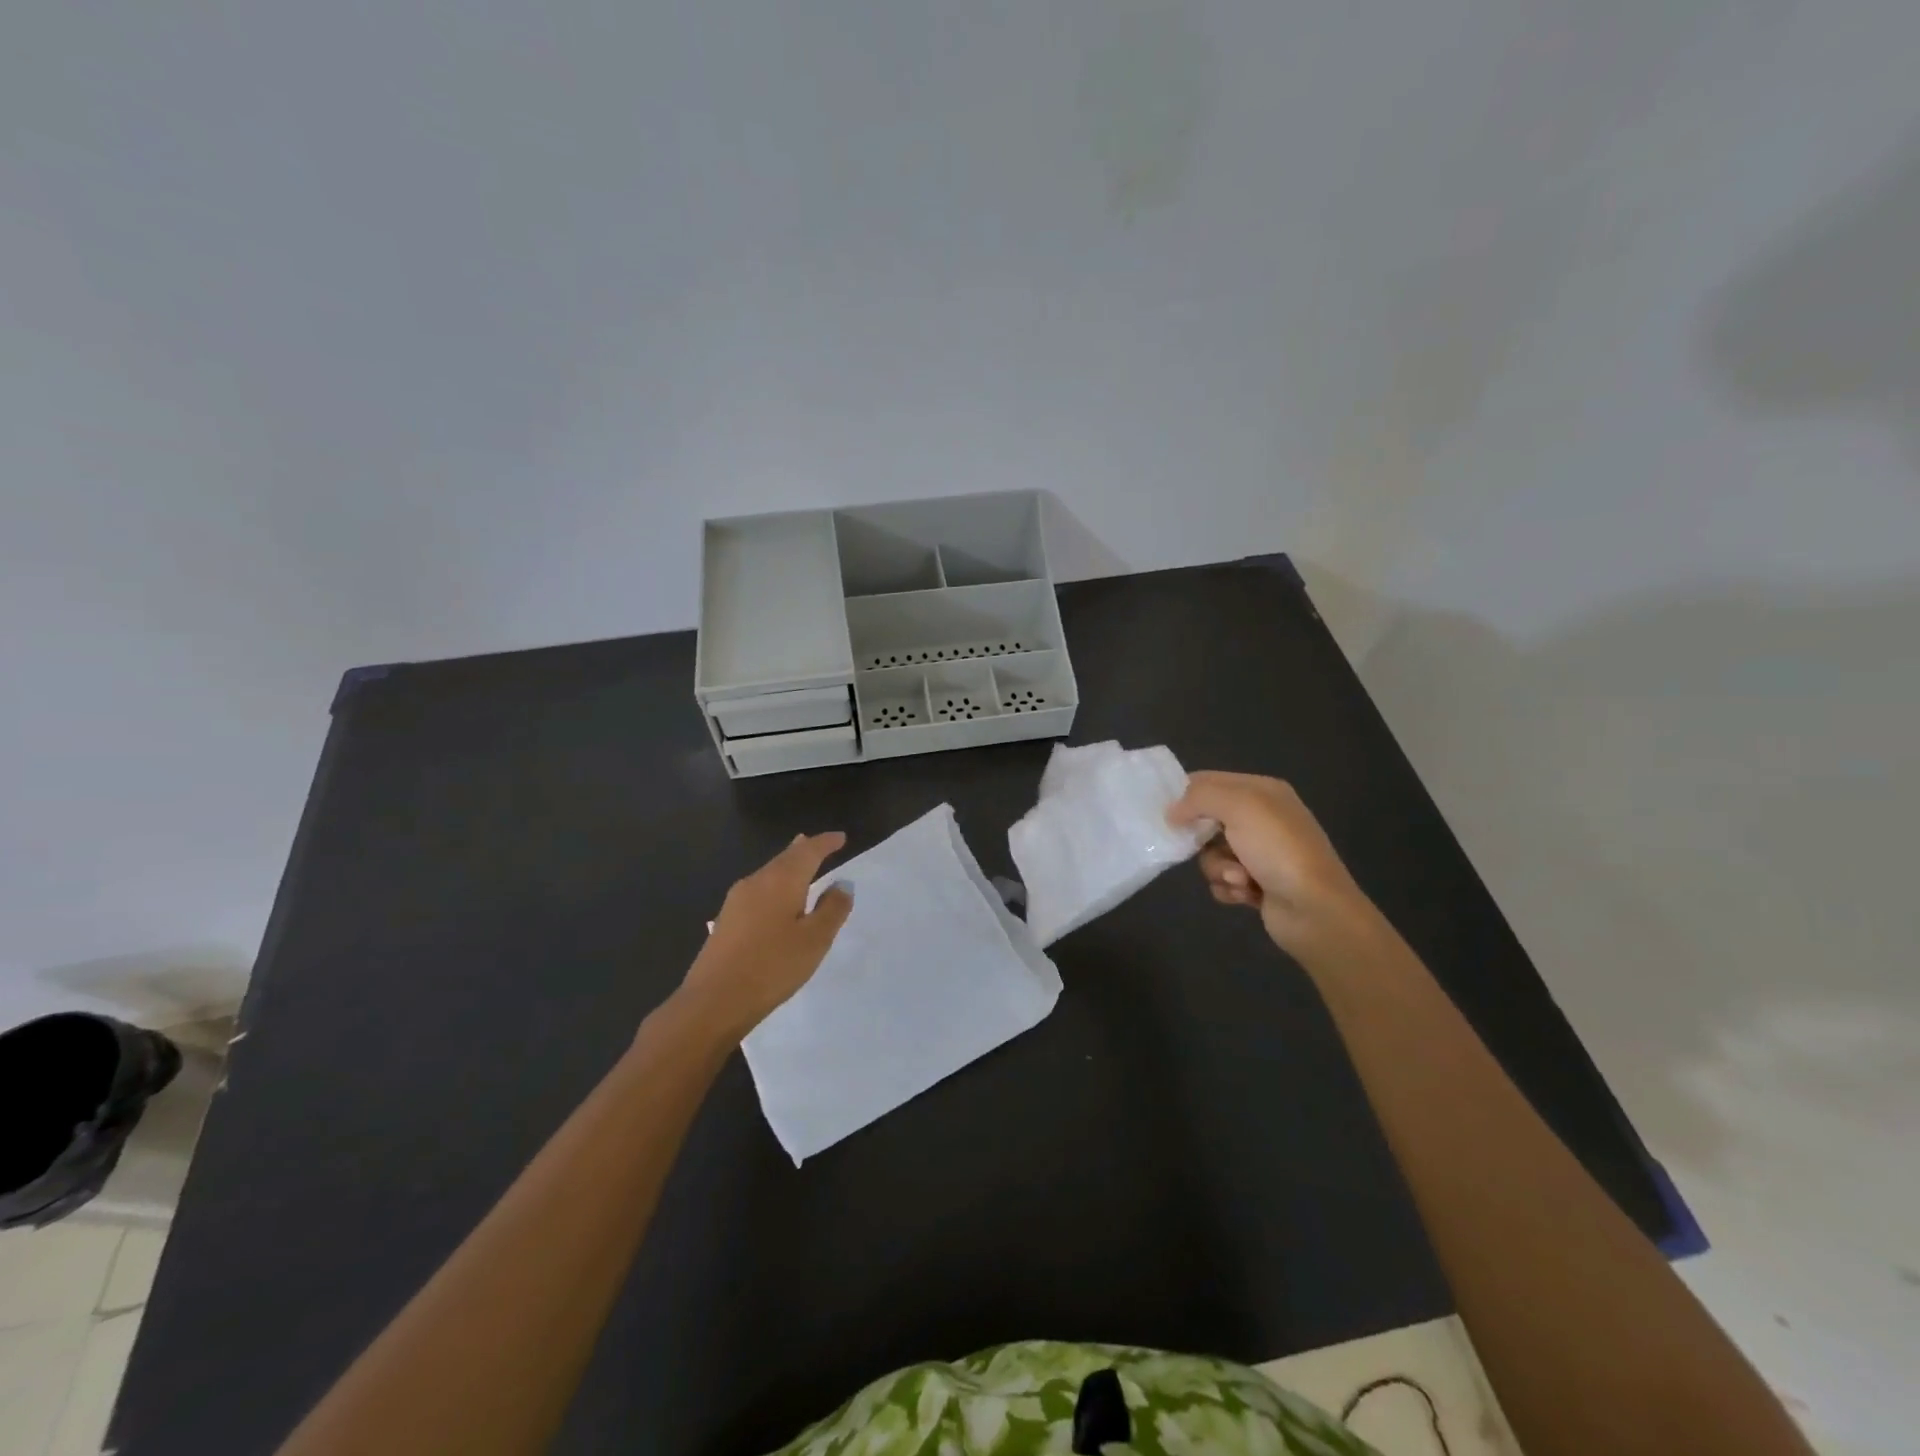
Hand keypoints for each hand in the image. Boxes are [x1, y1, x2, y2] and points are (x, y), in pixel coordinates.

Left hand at [674, 833, 853, 1042]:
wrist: (713, 1001)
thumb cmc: (772, 966)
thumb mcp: (814, 940)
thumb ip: (832, 909)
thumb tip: (843, 883)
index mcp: (781, 880)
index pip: (808, 851)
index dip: (826, 843)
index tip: (841, 838)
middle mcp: (756, 881)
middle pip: (785, 858)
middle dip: (804, 850)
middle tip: (821, 845)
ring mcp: (736, 900)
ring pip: (769, 873)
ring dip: (788, 867)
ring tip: (801, 864)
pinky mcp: (727, 920)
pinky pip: (758, 890)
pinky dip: (775, 885)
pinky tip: (777, 898)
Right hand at [1168, 772, 1381, 961]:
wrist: (1316, 910)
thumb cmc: (1278, 850)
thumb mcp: (1239, 806)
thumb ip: (1199, 798)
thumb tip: (1173, 812)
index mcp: (1262, 791)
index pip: (1210, 781)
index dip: (1185, 795)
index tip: (1167, 814)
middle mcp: (1262, 818)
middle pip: (1206, 820)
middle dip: (1203, 839)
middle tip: (1198, 847)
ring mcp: (1261, 853)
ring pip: (1212, 854)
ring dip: (1218, 868)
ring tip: (1239, 878)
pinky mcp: (1258, 884)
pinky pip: (1223, 880)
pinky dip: (1228, 888)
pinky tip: (1245, 894)